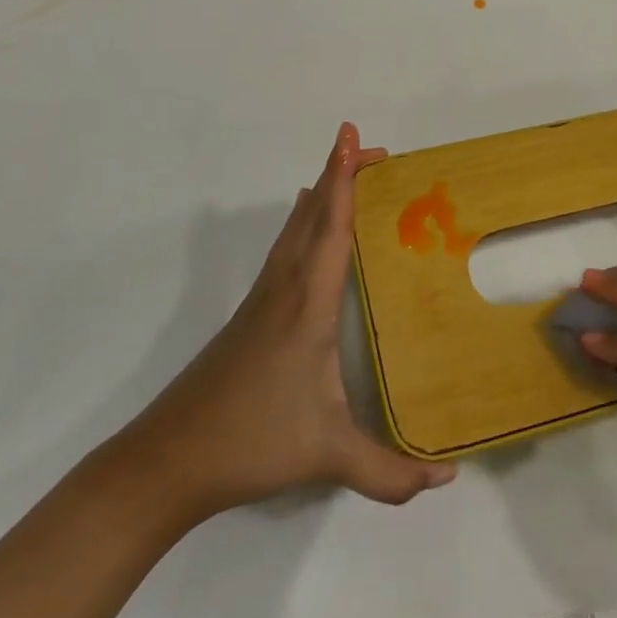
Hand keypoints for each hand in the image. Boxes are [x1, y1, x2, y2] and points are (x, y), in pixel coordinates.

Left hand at [135, 123, 455, 517]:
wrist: (169, 459)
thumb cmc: (251, 443)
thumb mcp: (327, 456)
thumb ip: (389, 473)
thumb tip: (447, 480)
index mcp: (307, 305)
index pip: (330, 229)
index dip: (343, 180)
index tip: (350, 137)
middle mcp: (284, 288)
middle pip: (312, 214)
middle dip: (339, 174)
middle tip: (371, 150)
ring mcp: (263, 298)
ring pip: (294, 228)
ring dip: (320, 194)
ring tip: (345, 173)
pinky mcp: (251, 313)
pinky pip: (284, 248)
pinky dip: (303, 221)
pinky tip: (304, 224)